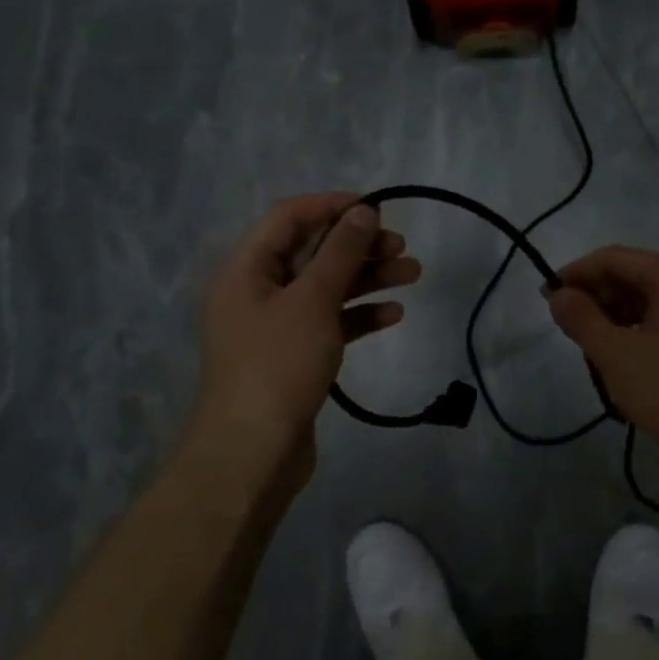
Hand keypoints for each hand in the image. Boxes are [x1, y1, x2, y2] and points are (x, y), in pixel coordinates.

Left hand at [191, 194, 419, 479]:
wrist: (253, 452)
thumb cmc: (278, 364)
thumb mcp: (313, 300)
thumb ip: (340, 252)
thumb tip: (364, 210)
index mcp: (246, 268)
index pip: (288, 217)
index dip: (332, 206)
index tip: (376, 208)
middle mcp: (256, 290)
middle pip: (311, 252)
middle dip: (358, 246)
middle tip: (400, 246)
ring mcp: (274, 326)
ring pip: (325, 288)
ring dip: (366, 278)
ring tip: (412, 274)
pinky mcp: (292, 356)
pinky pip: (328, 322)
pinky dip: (358, 315)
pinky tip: (392, 316)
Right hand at [546, 246, 658, 472]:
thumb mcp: (615, 354)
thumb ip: (581, 318)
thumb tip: (557, 294)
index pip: (612, 258)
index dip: (575, 273)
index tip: (545, 298)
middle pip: (629, 276)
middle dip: (593, 297)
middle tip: (565, 327)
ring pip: (642, 301)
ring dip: (611, 318)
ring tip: (589, 349)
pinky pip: (658, 321)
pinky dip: (632, 333)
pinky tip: (618, 360)